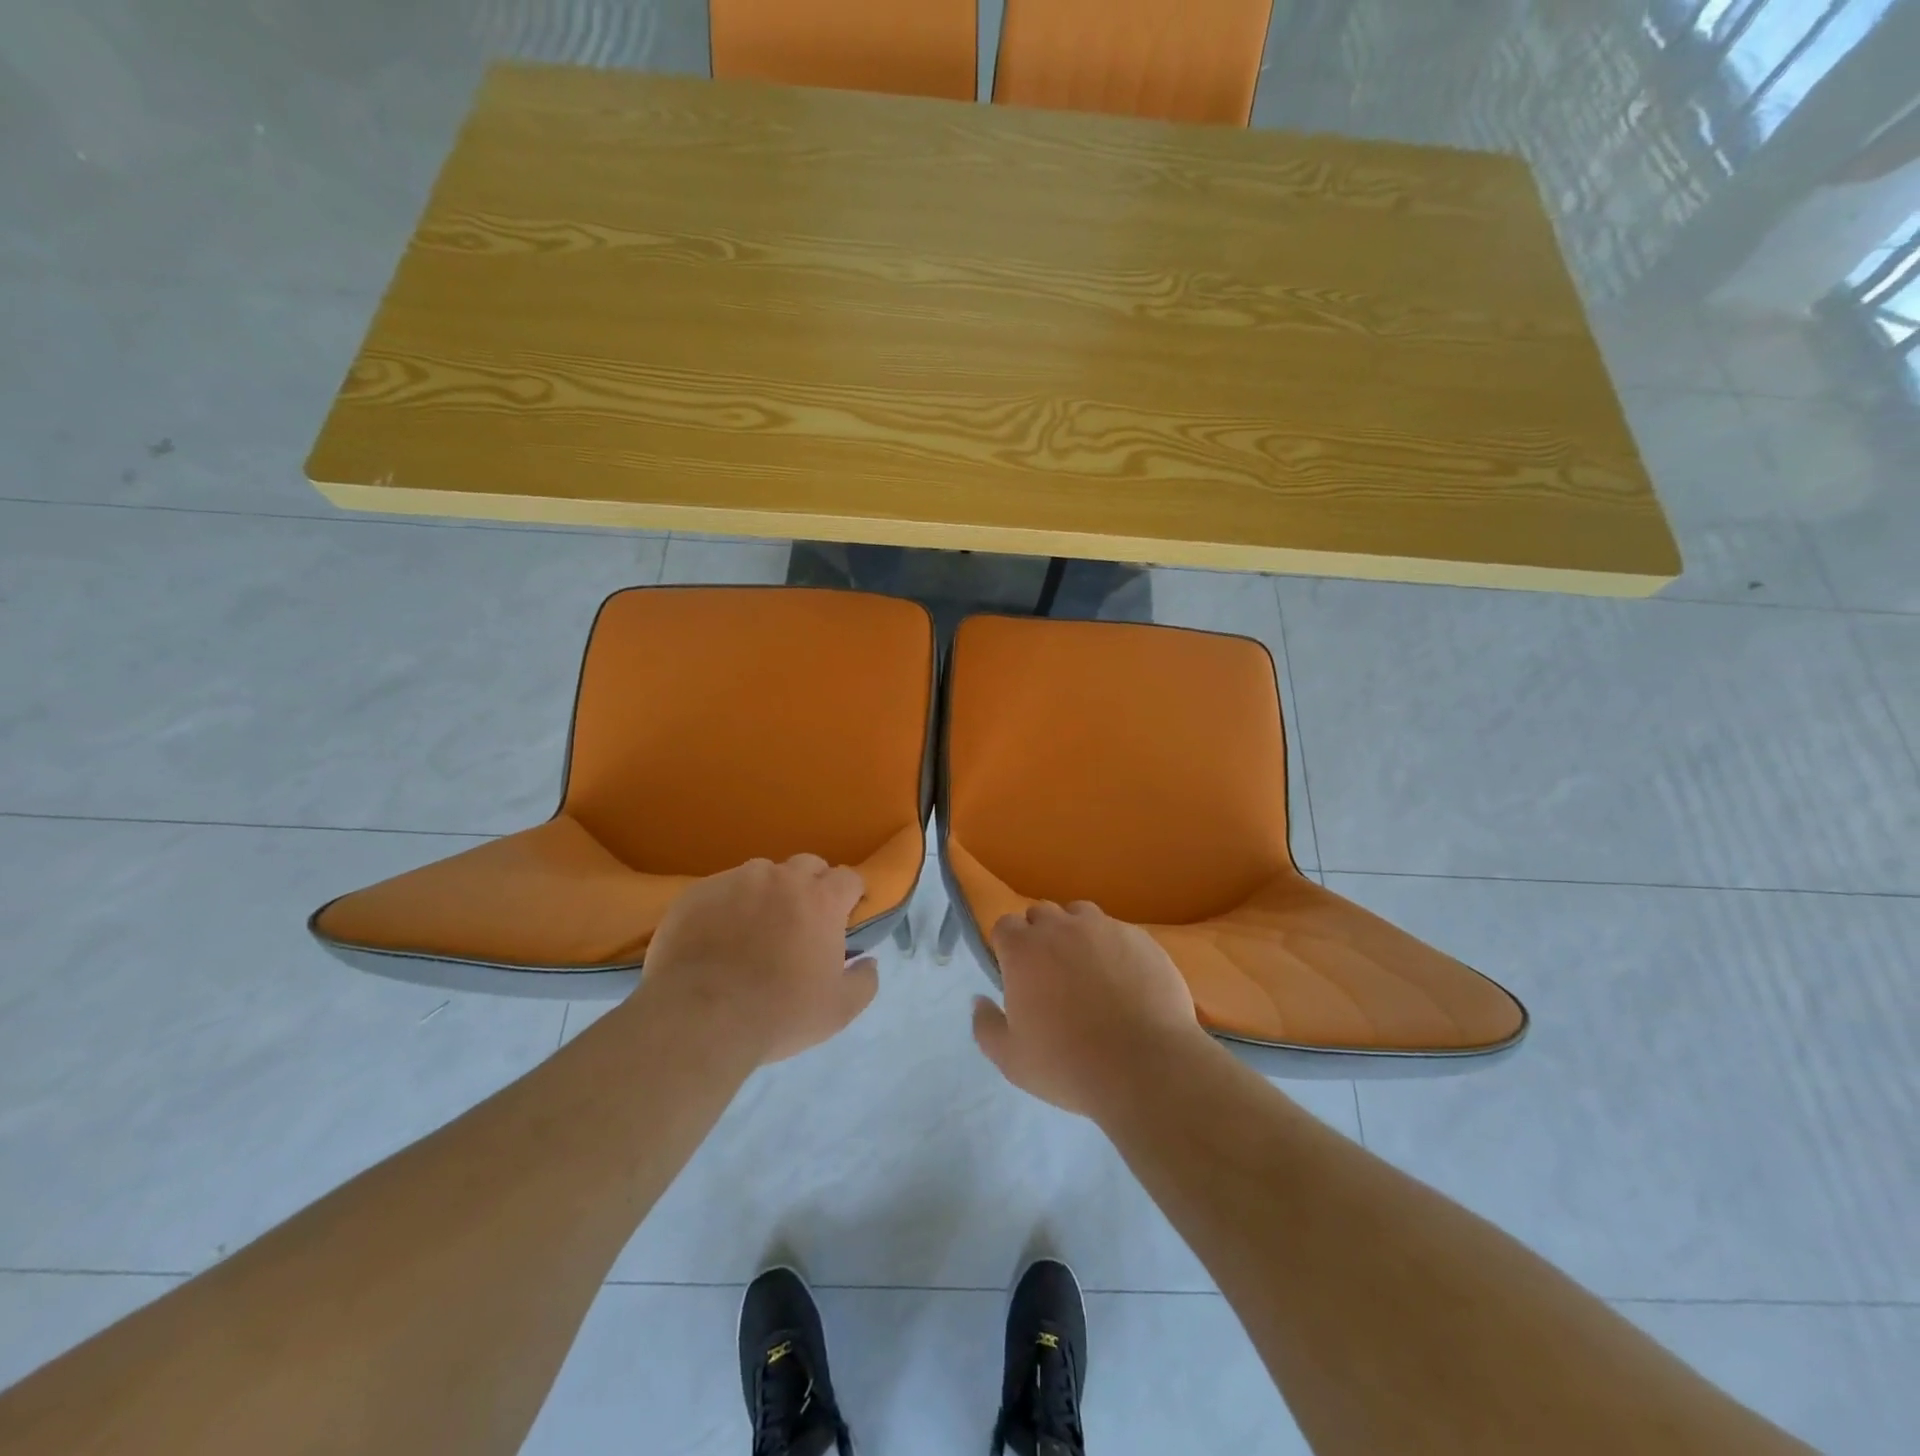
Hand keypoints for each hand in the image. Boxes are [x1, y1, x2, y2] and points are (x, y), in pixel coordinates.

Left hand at [639, 854, 879, 1065]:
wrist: (699, 1019)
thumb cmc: (779, 1014)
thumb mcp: (839, 1010)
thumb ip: (864, 981)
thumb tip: (869, 962)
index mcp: (822, 899)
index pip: (848, 878)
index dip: (850, 895)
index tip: (845, 917)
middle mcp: (782, 878)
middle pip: (807, 865)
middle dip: (812, 886)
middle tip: (802, 921)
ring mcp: (736, 880)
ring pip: (762, 874)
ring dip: (768, 893)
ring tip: (755, 927)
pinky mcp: (698, 892)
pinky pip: (721, 889)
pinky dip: (727, 905)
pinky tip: (717, 936)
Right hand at [971, 901, 1211, 1117]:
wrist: (1145, 1066)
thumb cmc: (1068, 1064)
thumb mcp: (1011, 1059)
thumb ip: (986, 1025)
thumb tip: (979, 1000)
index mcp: (1024, 949)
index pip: (1004, 925)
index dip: (1006, 946)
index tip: (1014, 973)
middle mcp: (1061, 927)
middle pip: (1041, 914)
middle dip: (1039, 935)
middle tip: (1049, 973)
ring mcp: (1105, 928)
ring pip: (1081, 915)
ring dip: (1076, 933)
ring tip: (1087, 969)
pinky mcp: (1141, 938)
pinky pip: (1118, 932)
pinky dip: (1113, 948)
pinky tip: (1124, 980)